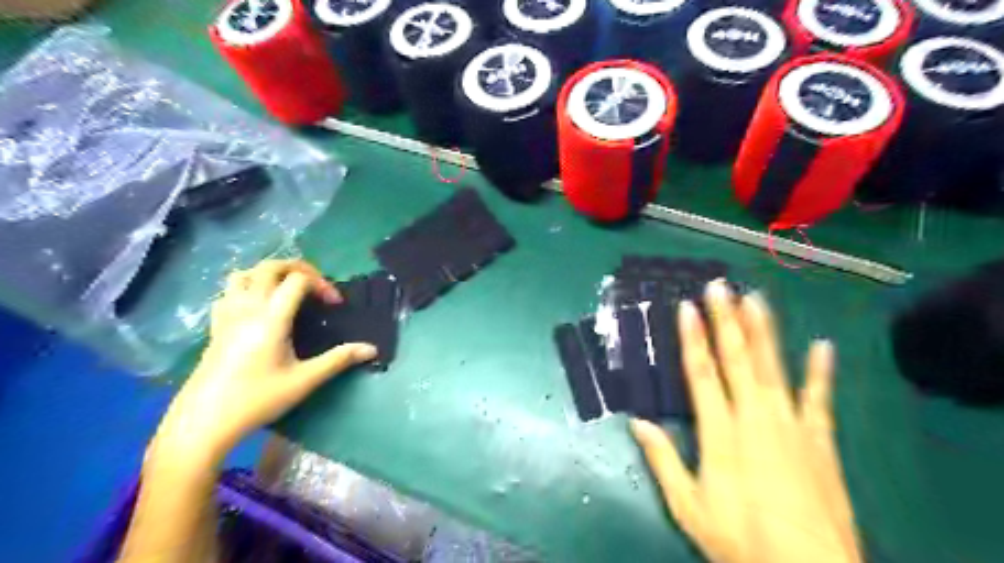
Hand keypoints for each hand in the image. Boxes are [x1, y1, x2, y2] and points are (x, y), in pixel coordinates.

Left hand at [153, 258, 376, 465]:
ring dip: (269, 274)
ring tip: (287, 291)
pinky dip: (247, 287)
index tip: (335, 305)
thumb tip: (372, 349)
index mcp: (271, 318)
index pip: (298, 280)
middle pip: (270, 267)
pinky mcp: (215, 326)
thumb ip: (339, 360)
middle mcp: (247, 308)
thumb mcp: (304, 381)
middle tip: (316, 287)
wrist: (204, 422)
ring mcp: (227, 315)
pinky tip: (258, 307)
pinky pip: (228, 291)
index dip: (322, 284)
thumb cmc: (258, 400)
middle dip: (298, 268)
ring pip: (244, 274)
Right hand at [629, 282, 858, 562]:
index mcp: (721, 432)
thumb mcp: (689, 507)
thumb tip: (636, 422)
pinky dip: (821, 371)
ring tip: (756, 299)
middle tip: (720, 286)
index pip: (702, 372)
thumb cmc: (741, 538)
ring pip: (774, 366)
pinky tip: (823, 345)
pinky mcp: (820, 440)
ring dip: (764, 330)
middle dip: (726, 319)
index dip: (693, 337)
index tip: (687, 307)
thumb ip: (663, 460)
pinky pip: (819, 398)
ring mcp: (792, 425)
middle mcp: (756, 417)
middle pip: (738, 359)